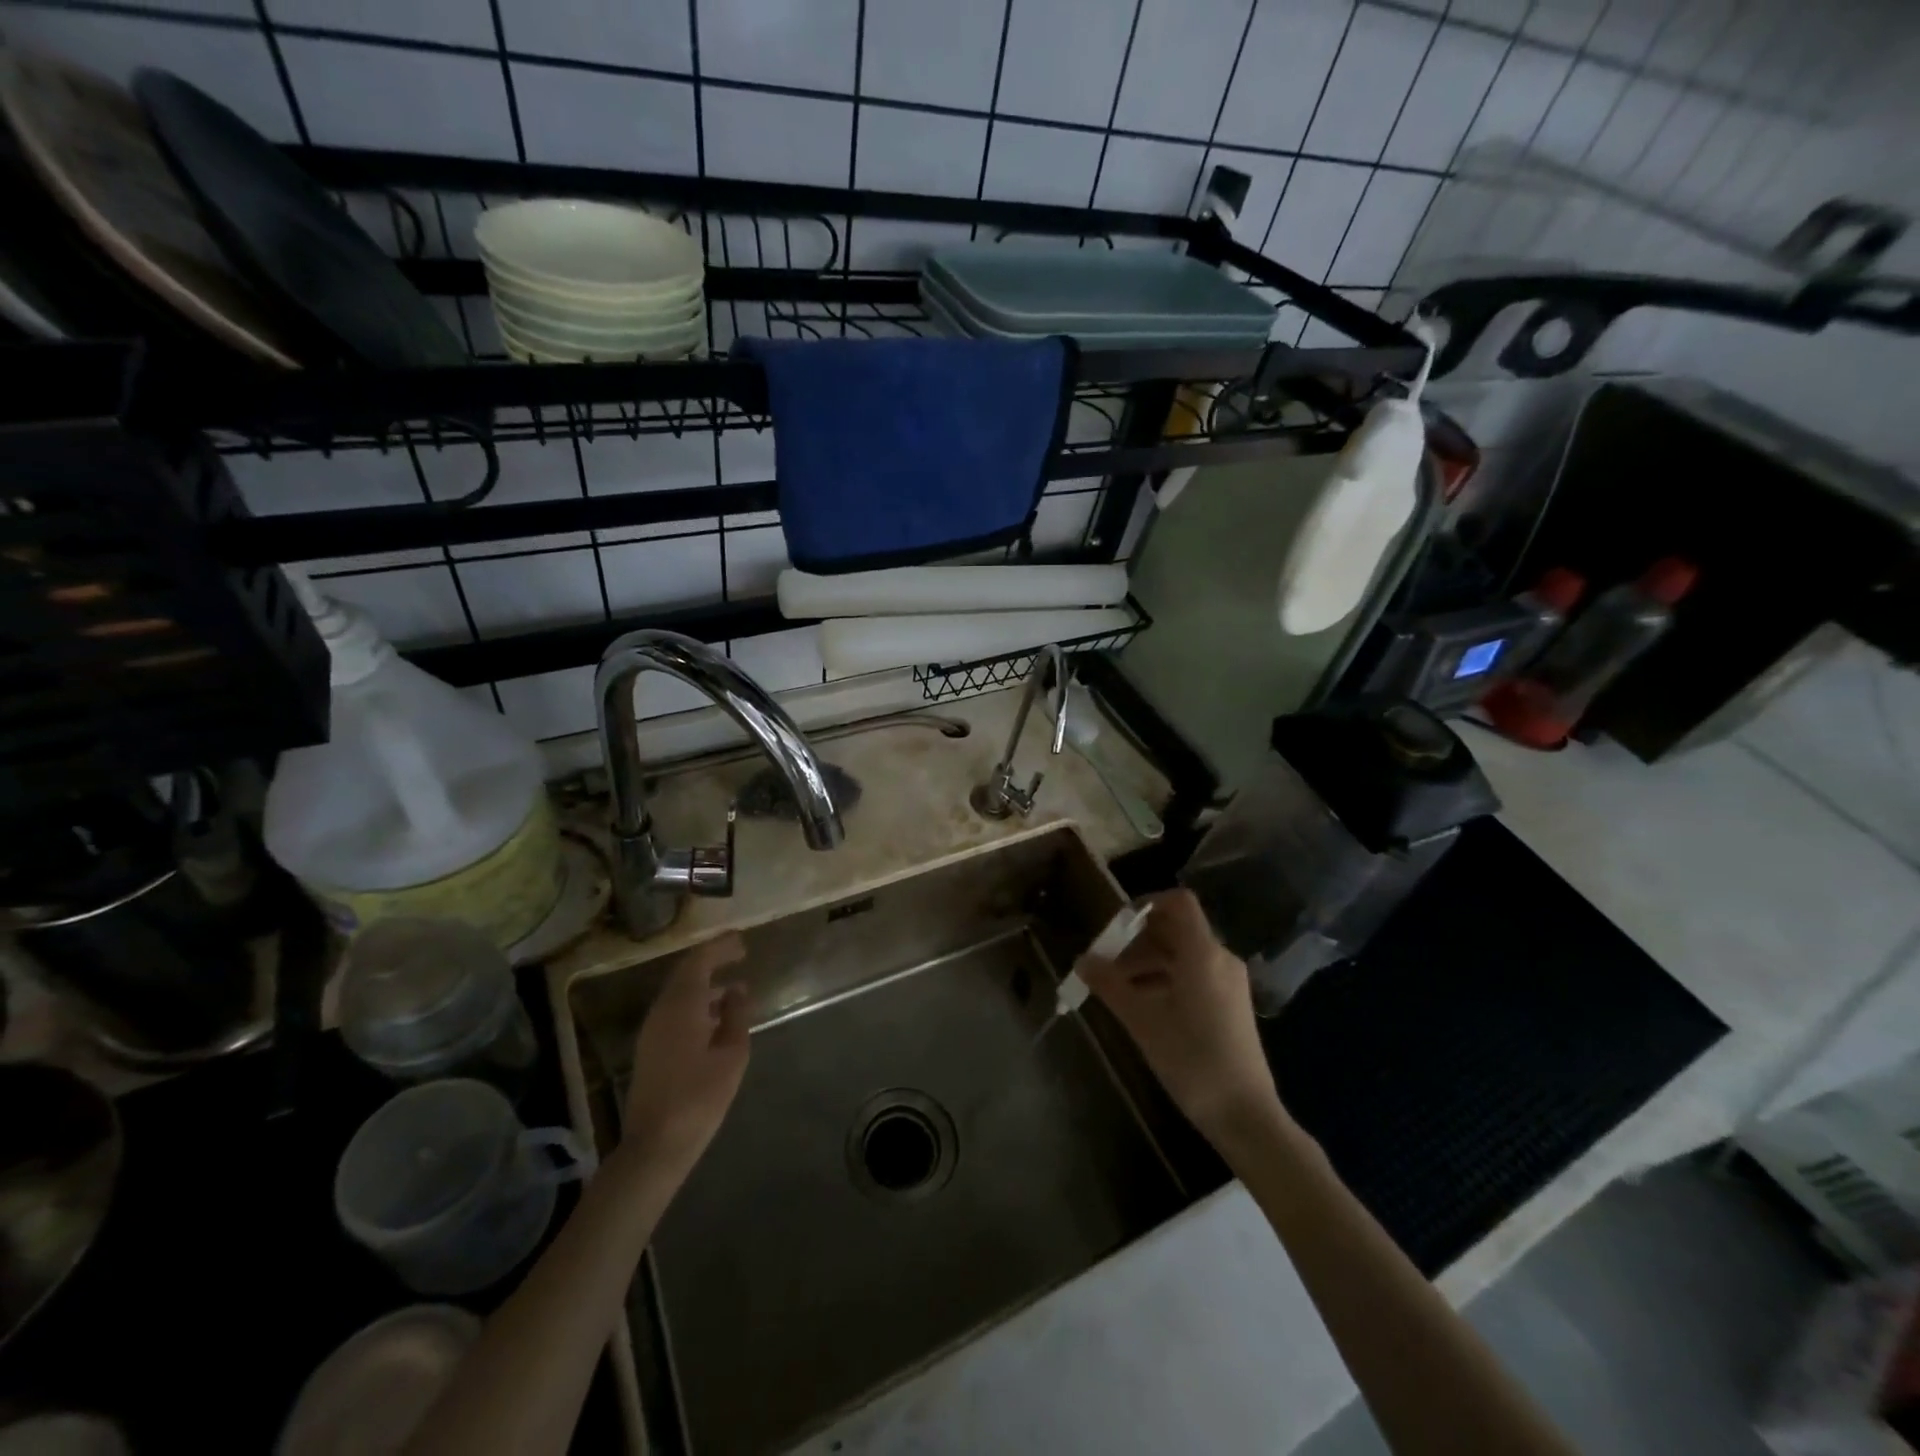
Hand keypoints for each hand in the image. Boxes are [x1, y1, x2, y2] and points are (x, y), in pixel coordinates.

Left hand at [622, 933, 749, 1174]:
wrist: (656, 1145)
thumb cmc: (700, 1097)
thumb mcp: (731, 1054)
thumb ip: (735, 1015)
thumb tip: (736, 990)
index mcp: (681, 1006)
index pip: (699, 961)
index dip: (720, 947)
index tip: (742, 941)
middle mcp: (661, 1011)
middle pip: (685, 973)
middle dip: (711, 960)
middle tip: (738, 954)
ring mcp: (652, 1030)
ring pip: (678, 993)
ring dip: (703, 982)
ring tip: (732, 986)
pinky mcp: (650, 1048)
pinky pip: (674, 1010)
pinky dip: (695, 1001)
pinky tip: (714, 1015)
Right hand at [1075, 889, 1282, 1144]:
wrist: (1244, 1114)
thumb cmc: (1191, 1060)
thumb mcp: (1142, 1021)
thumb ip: (1110, 985)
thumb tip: (1082, 960)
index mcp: (1203, 953)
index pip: (1178, 903)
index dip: (1146, 904)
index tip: (1115, 925)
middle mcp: (1220, 958)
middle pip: (1176, 929)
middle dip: (1137, 940)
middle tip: (1105, 962)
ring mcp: (1229, 982)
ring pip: (1183, 954)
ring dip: (1148, 962)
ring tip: (1117, 987)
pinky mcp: (1231, 1004)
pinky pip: (1194, 974)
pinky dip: (1166, 978)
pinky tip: (1143, 1005)